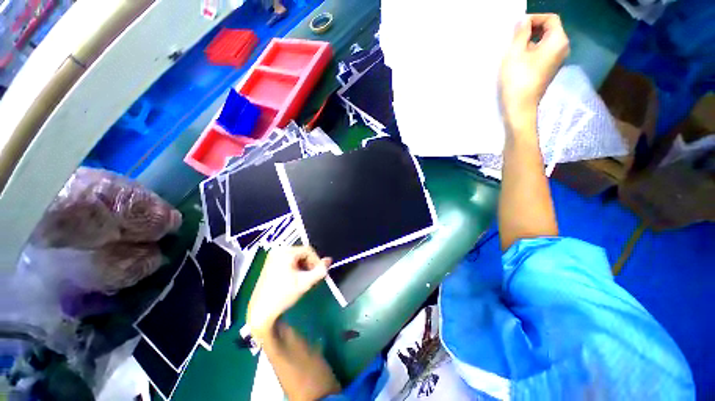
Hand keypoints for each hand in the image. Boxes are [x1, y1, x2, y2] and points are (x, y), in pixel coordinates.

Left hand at [247, 246, 330, 339]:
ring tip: (304, 279)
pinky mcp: (271, 264)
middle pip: (302, 253)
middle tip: (312, 277)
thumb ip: (320, 271)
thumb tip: (329, 260)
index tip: (319, 273)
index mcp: (285, 253)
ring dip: (304, 266)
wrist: (261, 311)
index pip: (308, 251)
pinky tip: (295, 279)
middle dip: (310, 264)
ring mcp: (273, 257)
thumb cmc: (283, 295)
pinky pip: (289, 261)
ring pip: (296, 257)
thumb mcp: (305, 283)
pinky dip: (296, 268)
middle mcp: (278, 251)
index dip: (316, 261)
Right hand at [500, 14, 569, 131]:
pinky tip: (520, 60)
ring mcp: (557, 60)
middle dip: (531, 30)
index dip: (533, 18)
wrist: (520, 107)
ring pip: (545, 41)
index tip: (517, 27)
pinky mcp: (549, 69)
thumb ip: (521, 32)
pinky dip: (532, 51)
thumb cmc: (517, 79)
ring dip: (530, 41)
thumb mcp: (515, 52)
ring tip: (514, 50)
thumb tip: (523, 20)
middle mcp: (562, 48)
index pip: (550, 19)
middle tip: (513, 38)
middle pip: (549, 29)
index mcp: (558, 41)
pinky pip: (543, 52)